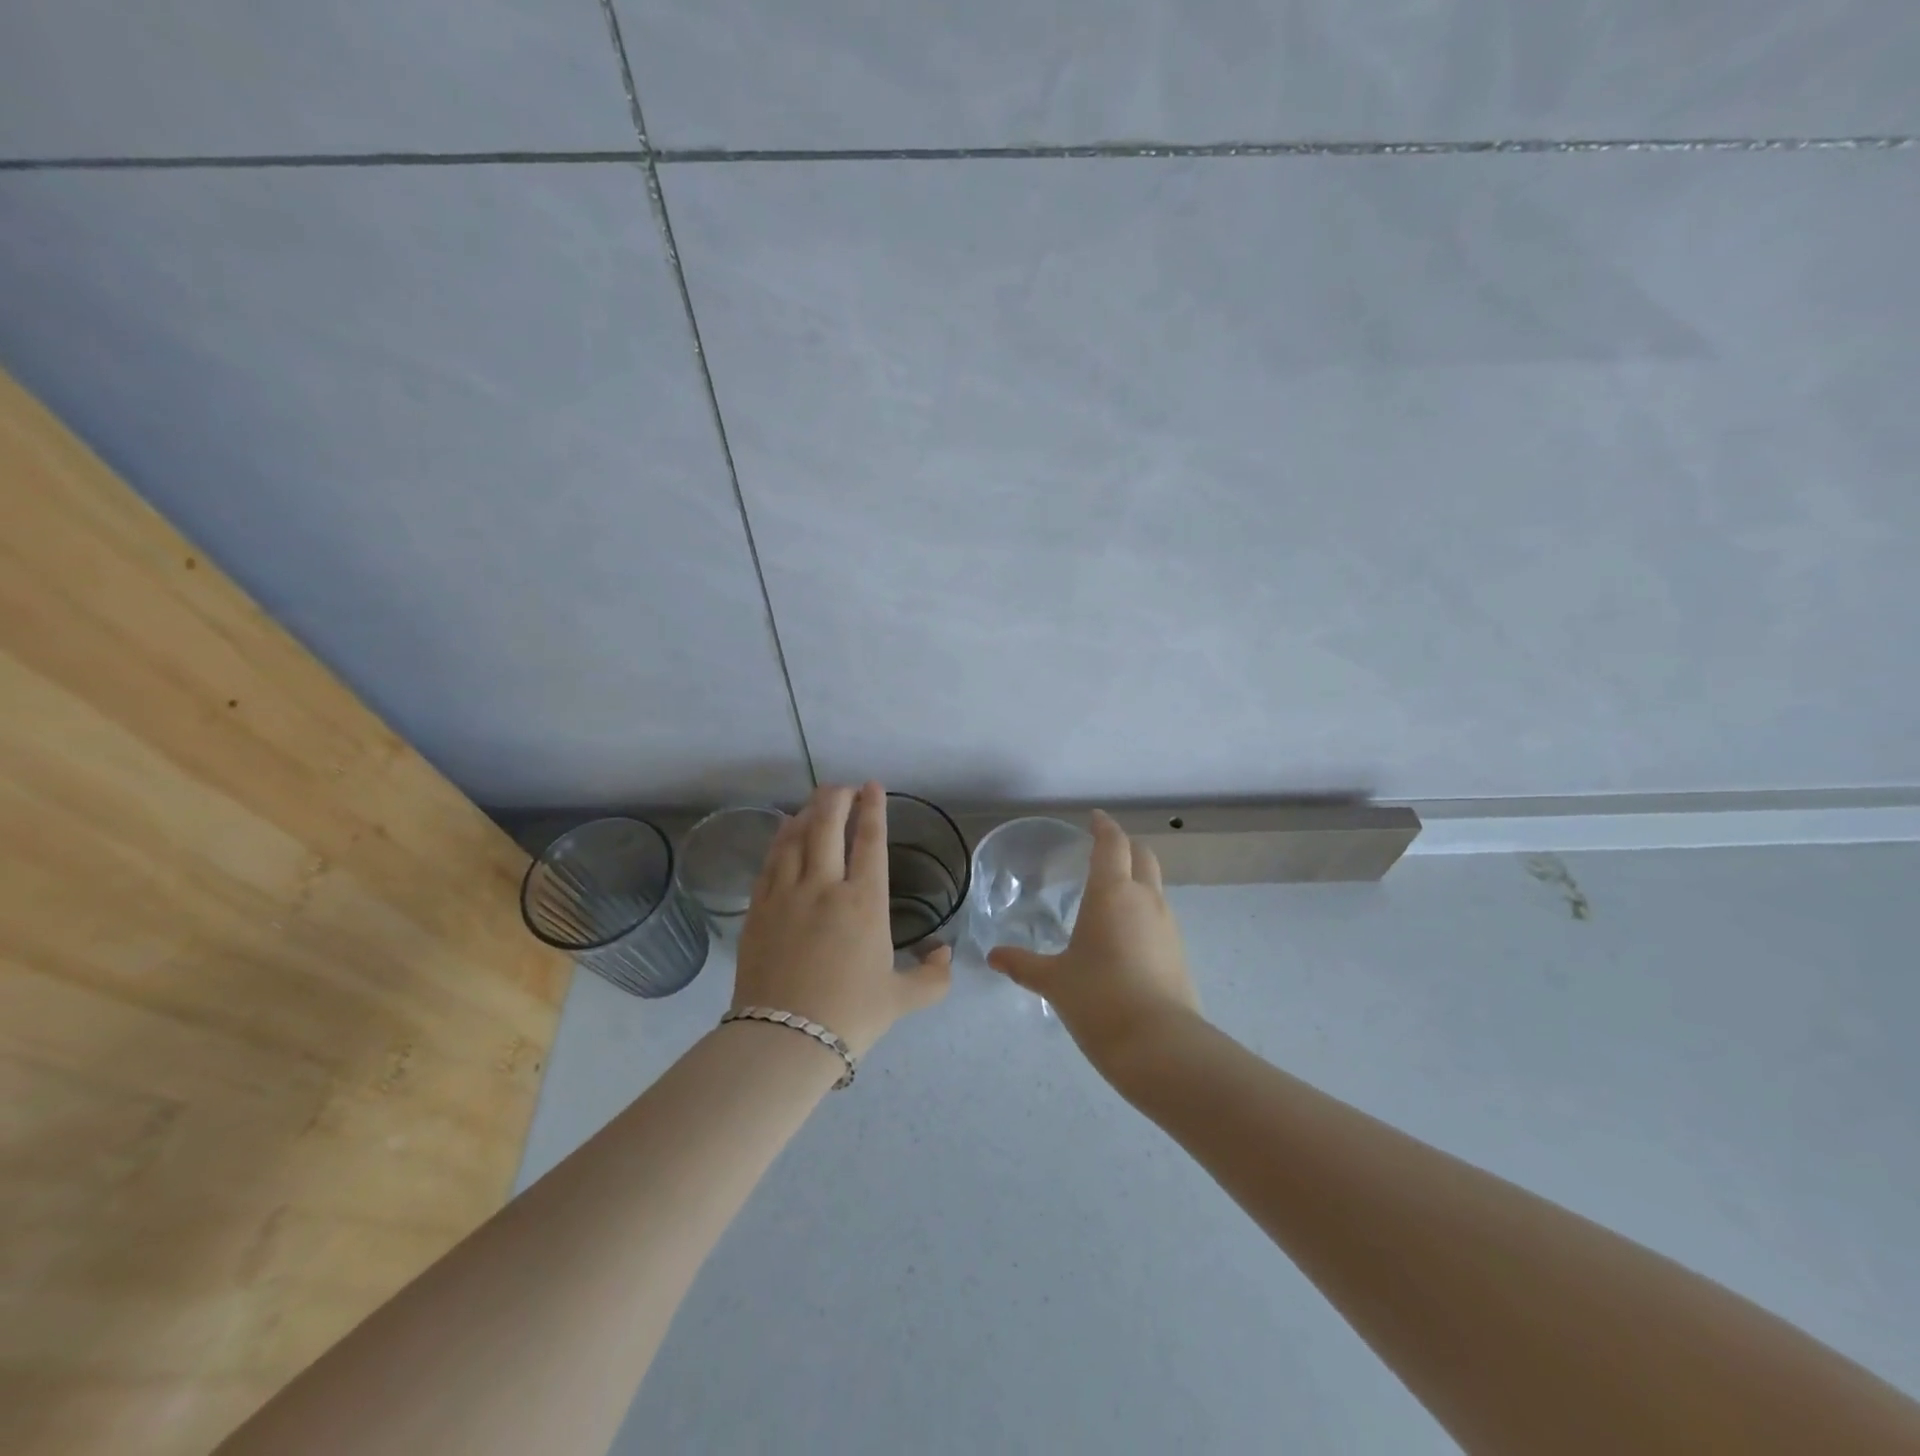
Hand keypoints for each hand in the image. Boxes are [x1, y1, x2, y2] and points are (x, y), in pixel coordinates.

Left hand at [734, 782, 950, 1058]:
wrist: (785, 1039)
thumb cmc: (850, 1016)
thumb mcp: (901, 999)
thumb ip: (932, 977)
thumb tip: (945, 954)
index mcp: (865, 902)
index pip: (871, 841)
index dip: (873, 809)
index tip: (872, 786)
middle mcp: (825, 887)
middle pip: (827, 826)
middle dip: (836, 798)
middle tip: (842, 787)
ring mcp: (786, 895)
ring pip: (795, 838)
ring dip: (806, 814)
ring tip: (814, 803)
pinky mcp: (758, 909)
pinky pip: (770, 862)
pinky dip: (780, 840)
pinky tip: (784, 834)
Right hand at [988, 810, 1199, 1069]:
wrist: (1160, 1045)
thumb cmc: (1099, 999)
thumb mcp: (1054, 981)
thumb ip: (1023, 964)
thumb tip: (994, 956)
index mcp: (1112, 893)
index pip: (1112, 843)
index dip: (1103, 827)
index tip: (1094, 818)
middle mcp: (1145, 899)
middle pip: (1142, 856)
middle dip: (1125, 846)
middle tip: (1104, 850)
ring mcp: (1168, 925)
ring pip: (1155, 886)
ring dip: (1137, 879)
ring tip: (1111, 895)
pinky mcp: (1179, 952)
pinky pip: (1160, 916)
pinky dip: (1144, 911)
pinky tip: (1126, 935)